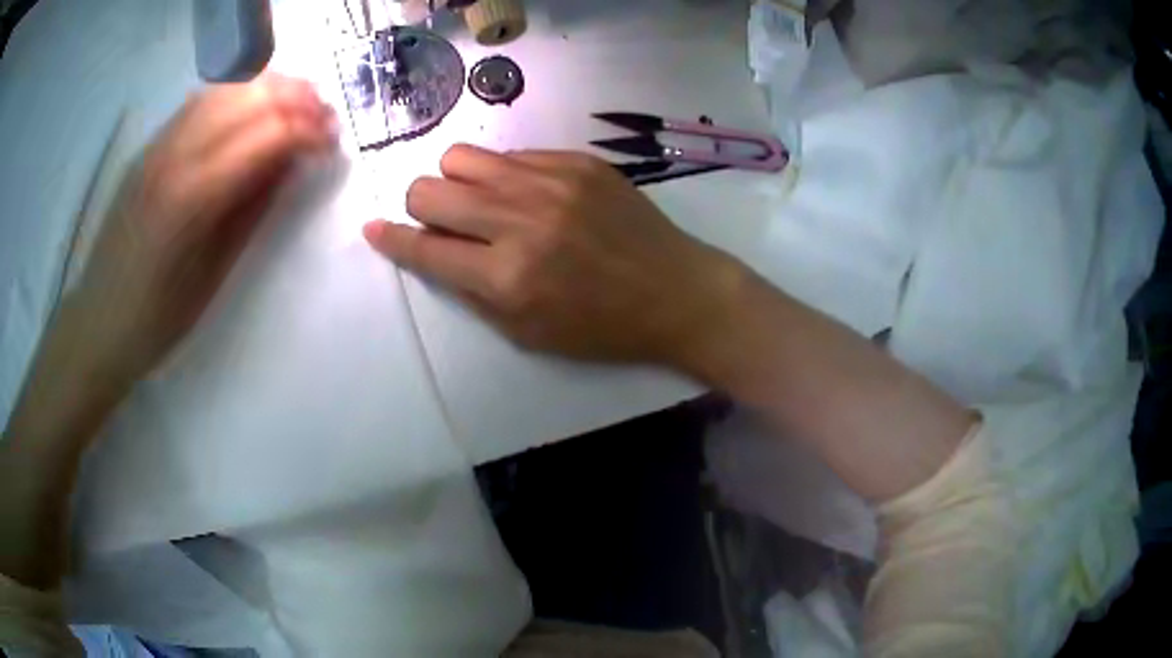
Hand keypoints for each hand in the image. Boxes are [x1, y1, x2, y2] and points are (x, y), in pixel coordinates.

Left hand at [63, 74, 335, 387]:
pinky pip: (200, 102)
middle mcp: (175, 155)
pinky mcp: (150, 147)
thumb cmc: (156, 319)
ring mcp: (158, 145)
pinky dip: (237, 94)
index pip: (267, 134)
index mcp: (193, 196)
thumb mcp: (213, 275)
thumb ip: (252, 210)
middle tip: (325, 118)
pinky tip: (252, 108)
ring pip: (226, 89)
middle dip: (297, 99)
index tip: (334, 144)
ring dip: (270, 88)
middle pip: (250, 98)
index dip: (308, 131)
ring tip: (297, 104)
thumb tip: (291, 164)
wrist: (97, 322)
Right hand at [364, 144, 744, 366]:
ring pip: (463, 157)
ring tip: (481, 201)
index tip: (374, 230)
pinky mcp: (577, 161)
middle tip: (444, 222)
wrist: (675, 291)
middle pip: (430, 188)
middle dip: (423, 207)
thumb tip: (431, 249)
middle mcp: (520, 219)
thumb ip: (471, 289)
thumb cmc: (601, 327)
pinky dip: (504, 175)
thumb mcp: (526, 331)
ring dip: (458, 181)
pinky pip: (513, 154)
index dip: (391, 239)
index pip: (424, 247)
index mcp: (506, 276)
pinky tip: (528, 194)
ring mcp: (550, 181)